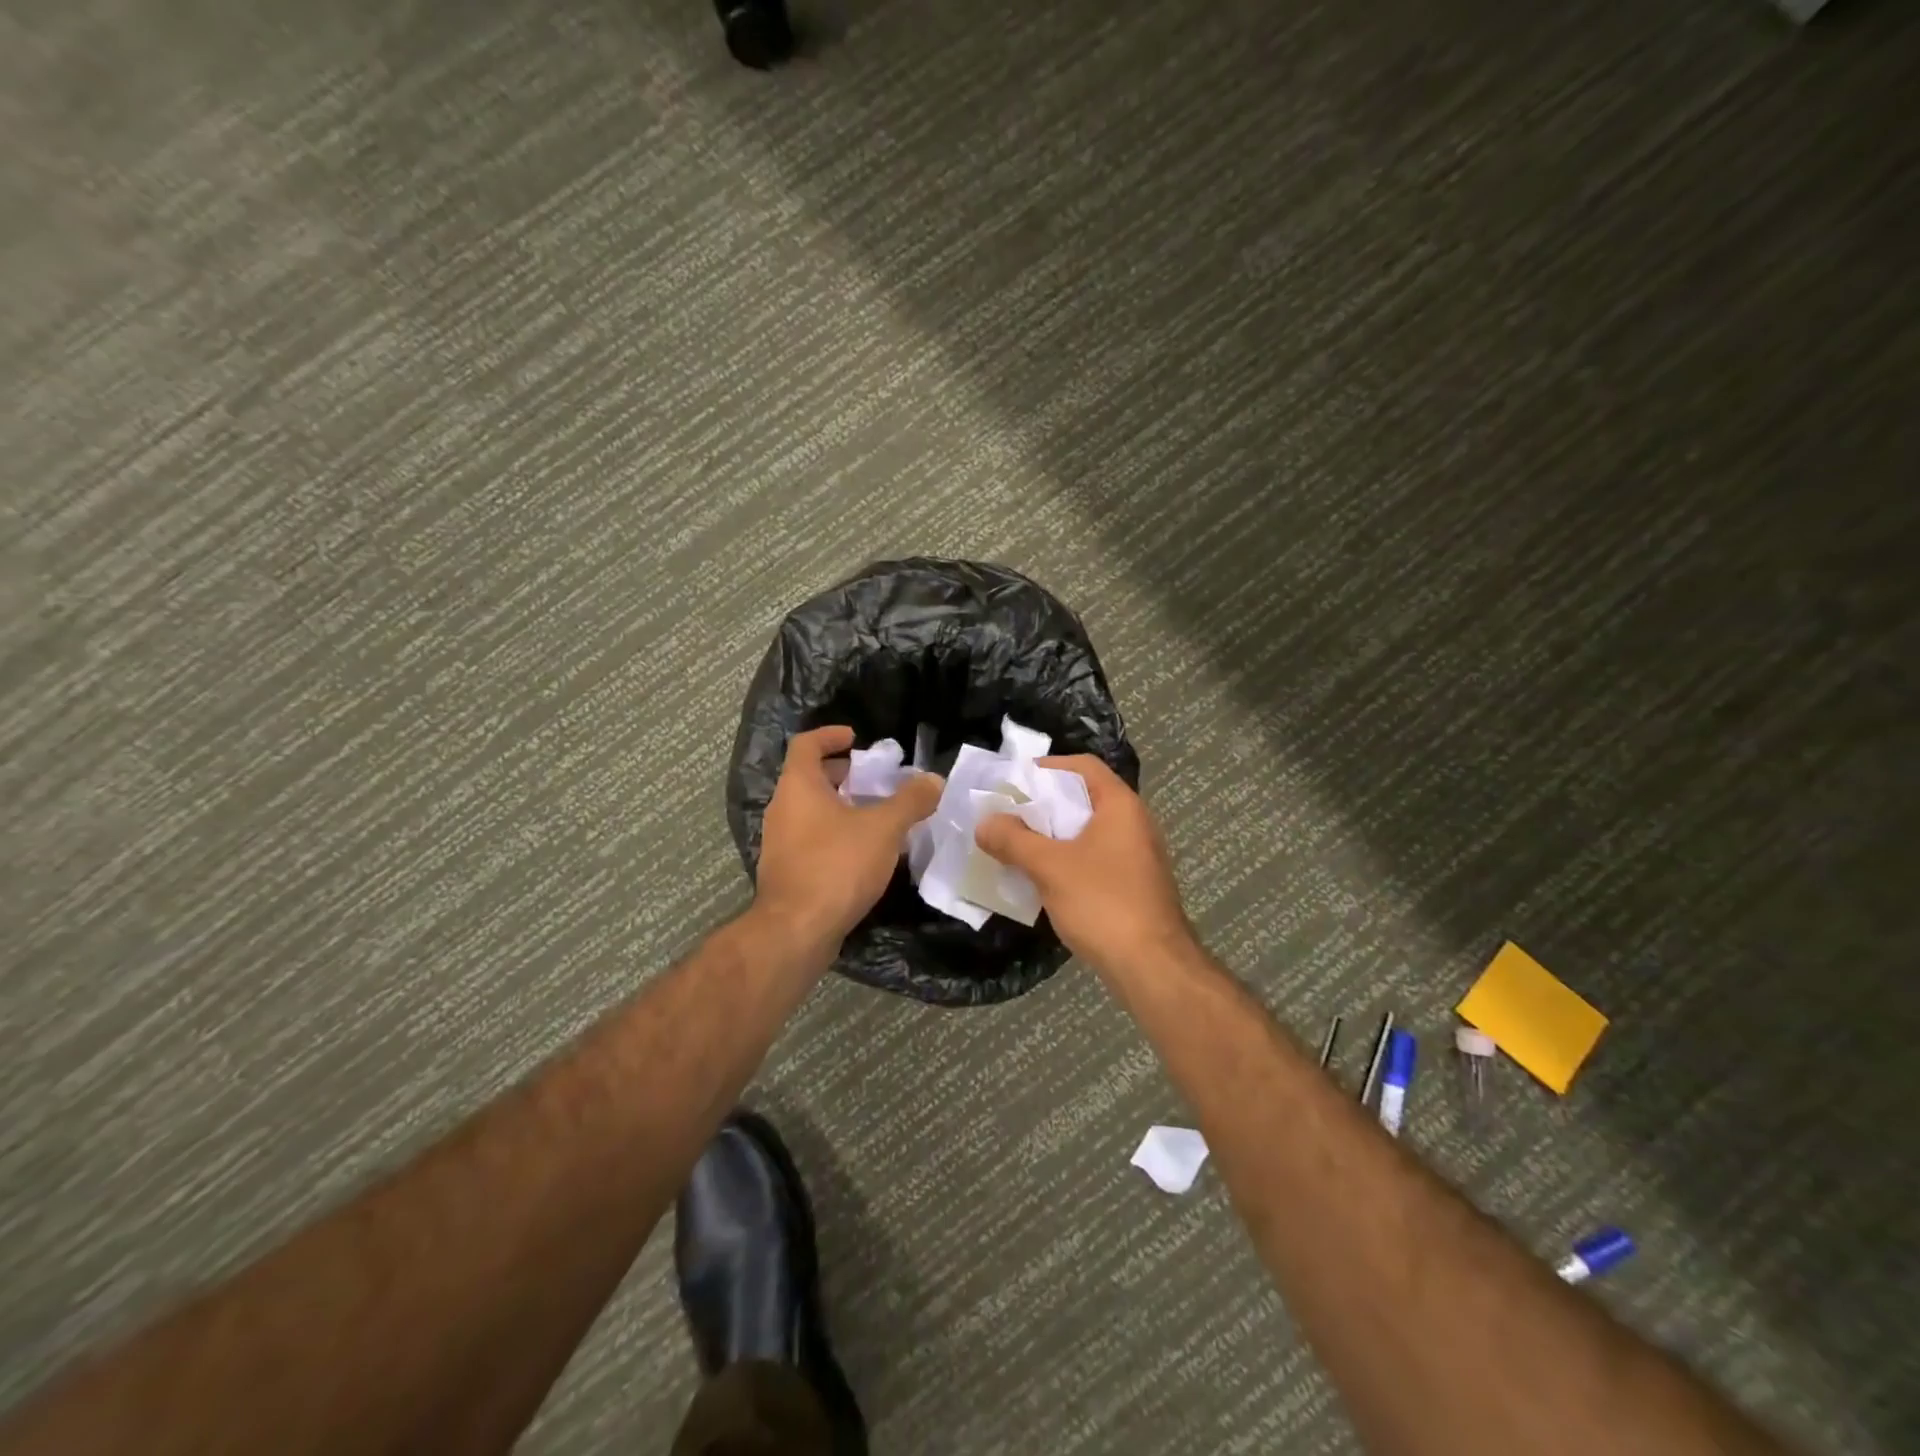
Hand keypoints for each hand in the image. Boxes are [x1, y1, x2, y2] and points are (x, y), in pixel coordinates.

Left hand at [753, 725, 943, 952]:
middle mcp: (783, 809)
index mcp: (799, 787)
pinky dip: (836, 834)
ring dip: (842, 807)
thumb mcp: (883, 828)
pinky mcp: (787, 871)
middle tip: (875, 780)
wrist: (797, 930)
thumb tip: (933, 780)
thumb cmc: (837, 866)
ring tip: (878, 816)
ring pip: (812, 811)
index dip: (830, 735)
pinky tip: (865, 853)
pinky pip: (812, 839)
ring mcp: (781, 842)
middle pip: (809, 777)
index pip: (806, 744)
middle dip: (844, 774)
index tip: (856, 738)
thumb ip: (910, 800)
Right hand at [974, 756, 1192, 974]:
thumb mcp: (1049, 867)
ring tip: (1016, 845)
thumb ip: (1013, 840)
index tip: (1014, 781)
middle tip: (1007, 814)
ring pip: (1087, 833)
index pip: (1084, 766)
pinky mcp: (1133, 886)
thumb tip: (984, 822)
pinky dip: (1067, 861)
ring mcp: (1137, 856)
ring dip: (1052, 837)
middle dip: (1043, 805)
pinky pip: (1094, 860)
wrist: (1152, 967)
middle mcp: (1134, 823)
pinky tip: (1041, 879)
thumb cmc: (1103, 903)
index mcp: (1120, 806)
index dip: (1048, 767)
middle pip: (1083, 798)